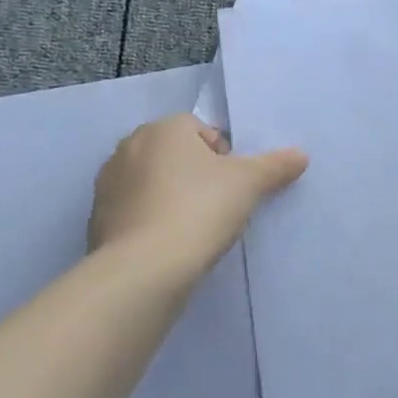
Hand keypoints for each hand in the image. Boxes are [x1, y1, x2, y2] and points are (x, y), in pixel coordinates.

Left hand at [89, 114, 306, 275]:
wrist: (144, 269)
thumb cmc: (200, 209)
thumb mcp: (249, 184)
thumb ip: (275, 166)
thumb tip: (301, 155)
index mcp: (164, 129)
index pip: (200, 130)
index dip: (223, 157)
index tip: (232, 186)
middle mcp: (129, 147)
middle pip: (174, 154)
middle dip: (194, 174)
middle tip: (216, 205)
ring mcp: (108, 184)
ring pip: (152, 182)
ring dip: (170, 196)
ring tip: (191, 228)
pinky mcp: (97, 219)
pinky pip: (133, 211)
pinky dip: (149, 221)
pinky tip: (166, 245)